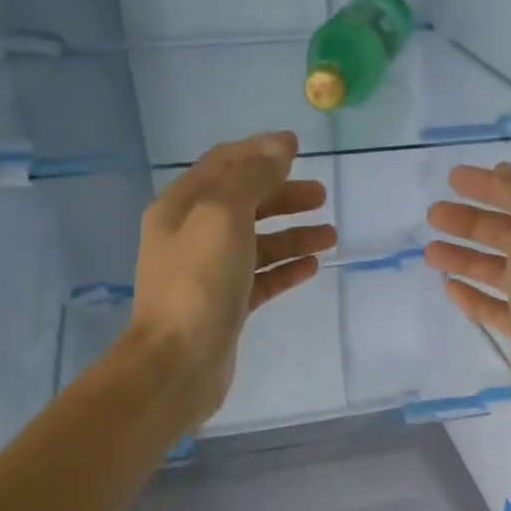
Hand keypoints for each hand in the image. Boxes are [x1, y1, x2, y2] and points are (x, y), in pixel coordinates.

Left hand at [122, 131, 333, 427]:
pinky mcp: (227, 307)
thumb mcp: (223, 215)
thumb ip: (252, 178)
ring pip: (257, 244)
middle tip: (322, 196)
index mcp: (182, 206)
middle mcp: (192, 236)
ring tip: (330, 237)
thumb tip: (279, 147)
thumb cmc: (198, 283)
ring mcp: (209, 274)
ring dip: (292, 235)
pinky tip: (312, 267)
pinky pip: (261, 279)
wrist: (179, 363)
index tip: (299, 149)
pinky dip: (286, 269)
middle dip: (283, 196)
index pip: (224, 166)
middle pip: (244, 204)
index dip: (260, 152)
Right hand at [425, 162, 510, 436]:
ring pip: (500, 271)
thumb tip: (505, 172)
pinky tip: (449, 288)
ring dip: (466, 259)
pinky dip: (474, 296)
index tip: (451, 179)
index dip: (490, 187)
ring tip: (430, 254)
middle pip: (510, 234)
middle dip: (471, 224)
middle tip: (433, 216)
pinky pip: (497, 307)